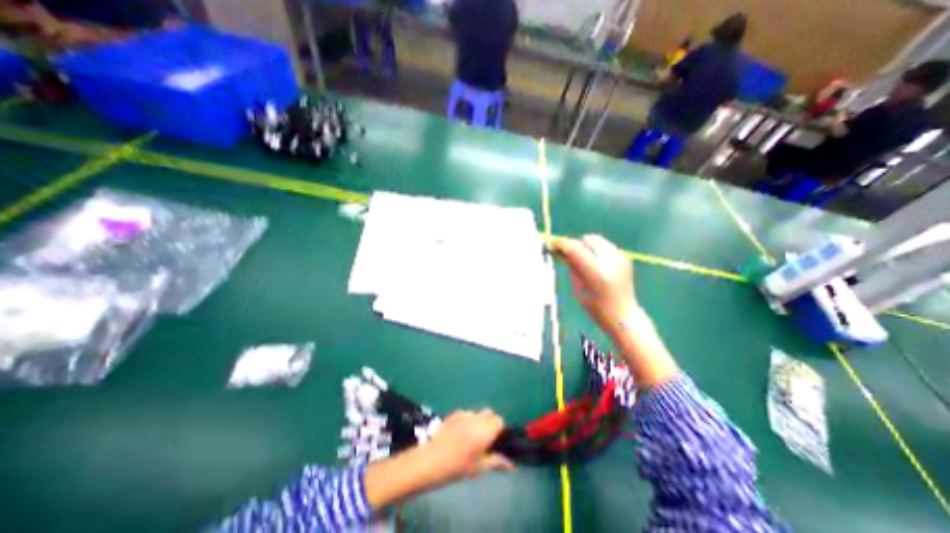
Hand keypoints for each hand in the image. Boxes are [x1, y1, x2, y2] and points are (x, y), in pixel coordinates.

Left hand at [424, 409, 511, 482]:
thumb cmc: (459, 466)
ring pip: (477, 413)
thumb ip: (497, 461)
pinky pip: (465, 413)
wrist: (432, 460)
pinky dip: (466, 420)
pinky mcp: (453, 413)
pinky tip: (459, 433)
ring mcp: (464, 414)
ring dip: (478, 421)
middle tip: (484, 439)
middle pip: (489, 413)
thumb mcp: (480, 467)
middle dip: (489, 422)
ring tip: (470, 437)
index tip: (494, 441)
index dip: (499, 430)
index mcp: (486, 430)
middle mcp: (477, 418)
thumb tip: (512, 464)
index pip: (499, 420)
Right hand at [551, 233, 674, 386]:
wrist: (623, 315)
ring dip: (584, 246)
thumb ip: (571, 266)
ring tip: (581, 259)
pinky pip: (604, 245)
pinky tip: (593, 262)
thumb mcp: (577, 286)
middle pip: (586, 240)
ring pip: (595, 239)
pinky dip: (595, 250)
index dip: (561, 244)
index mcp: (596, 271)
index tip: (551, 244)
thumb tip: (560, 251)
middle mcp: (610, 260)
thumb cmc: (595, 306)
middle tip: (567, 254)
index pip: (574, 248)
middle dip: (574, 245)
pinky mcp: (624, 257)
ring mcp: (620, 257)